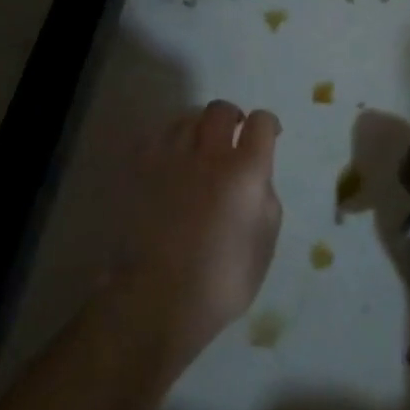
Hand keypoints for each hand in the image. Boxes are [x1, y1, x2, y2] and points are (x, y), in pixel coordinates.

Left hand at [108, 100, 282, 379]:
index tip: (269, 136)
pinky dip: (169, 139)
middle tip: (234, 137)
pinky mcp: (140, 171)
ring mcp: (170, 159)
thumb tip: (257, 177)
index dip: (268, 125)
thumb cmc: (223, 280)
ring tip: (201, 147)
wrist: (159, 298)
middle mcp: (209, 155)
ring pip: (186, 118)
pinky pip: (156, 136)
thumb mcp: (265, 241)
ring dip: (200, 127)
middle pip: (220, 110)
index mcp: (246, 172)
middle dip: (233, 117)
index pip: (261, 123)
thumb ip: (265, 198)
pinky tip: (172, 157)